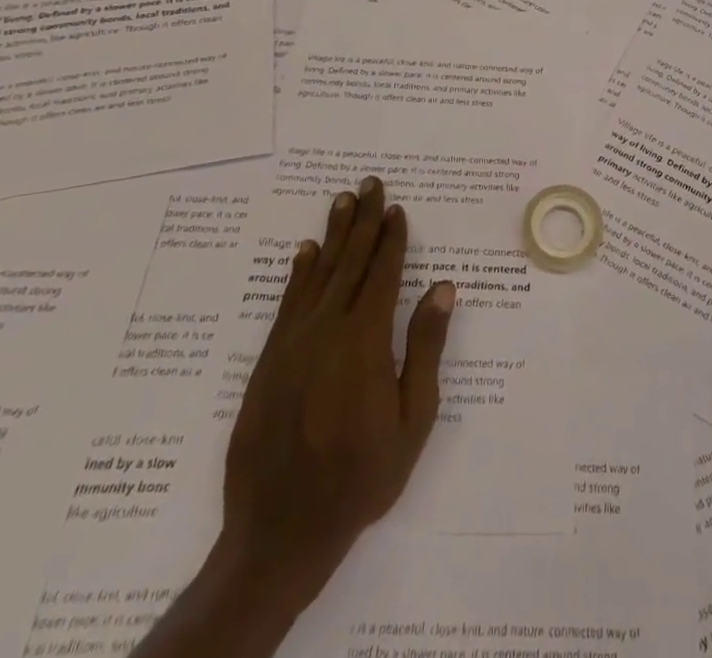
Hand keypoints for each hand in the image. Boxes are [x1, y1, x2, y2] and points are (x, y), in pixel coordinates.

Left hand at [133, 177, 454, 657]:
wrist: (280, 530)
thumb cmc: (361, 476)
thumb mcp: (413, 420)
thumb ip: (426, 349)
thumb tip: (443, 288)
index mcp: (365, 341)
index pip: (382, 274)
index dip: (391, 239)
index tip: (397, 208)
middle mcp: (326, 329)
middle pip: (349, 262)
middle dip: (362, 220)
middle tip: (369, 182)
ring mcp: (292, 343)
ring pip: (317, 273)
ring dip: (332, 233)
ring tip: (342, 200)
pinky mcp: (268, 360)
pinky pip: (287, 302)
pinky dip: (298, 272)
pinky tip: (305, 252)